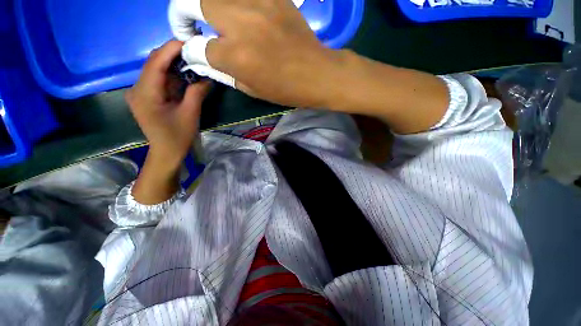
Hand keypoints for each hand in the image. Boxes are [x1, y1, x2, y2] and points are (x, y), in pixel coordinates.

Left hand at [126, 40, 210, 165]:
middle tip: (195, 51)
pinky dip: (172, 75)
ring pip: (156, 70)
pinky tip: (185, 75)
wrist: (166, 152)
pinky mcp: (146, 96)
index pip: (156, 62)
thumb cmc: (178, 136)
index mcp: (145, 93)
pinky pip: (158, 79)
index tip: (190, 42)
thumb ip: (197, 92)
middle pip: (154, 63)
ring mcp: (140, 92)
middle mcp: (137, 88)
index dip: (172, 49)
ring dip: (174, 65)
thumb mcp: (190, 114)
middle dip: (174, 55)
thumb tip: (207, 76)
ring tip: (193, 61)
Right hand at [170, 0, 342, 108]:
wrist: (317, 73)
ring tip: (218, 23)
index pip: (197, 46)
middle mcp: (241, 23)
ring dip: (209, 8)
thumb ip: (224, 72)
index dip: (192, 51)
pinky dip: (235, 5)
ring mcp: (258, 3)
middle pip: (194, 3)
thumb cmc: (285, 89)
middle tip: (193, 27)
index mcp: (236, 56)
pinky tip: (242, 17)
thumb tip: (203, 58)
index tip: (195, 53)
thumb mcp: (252, 89)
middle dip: (184, 15)